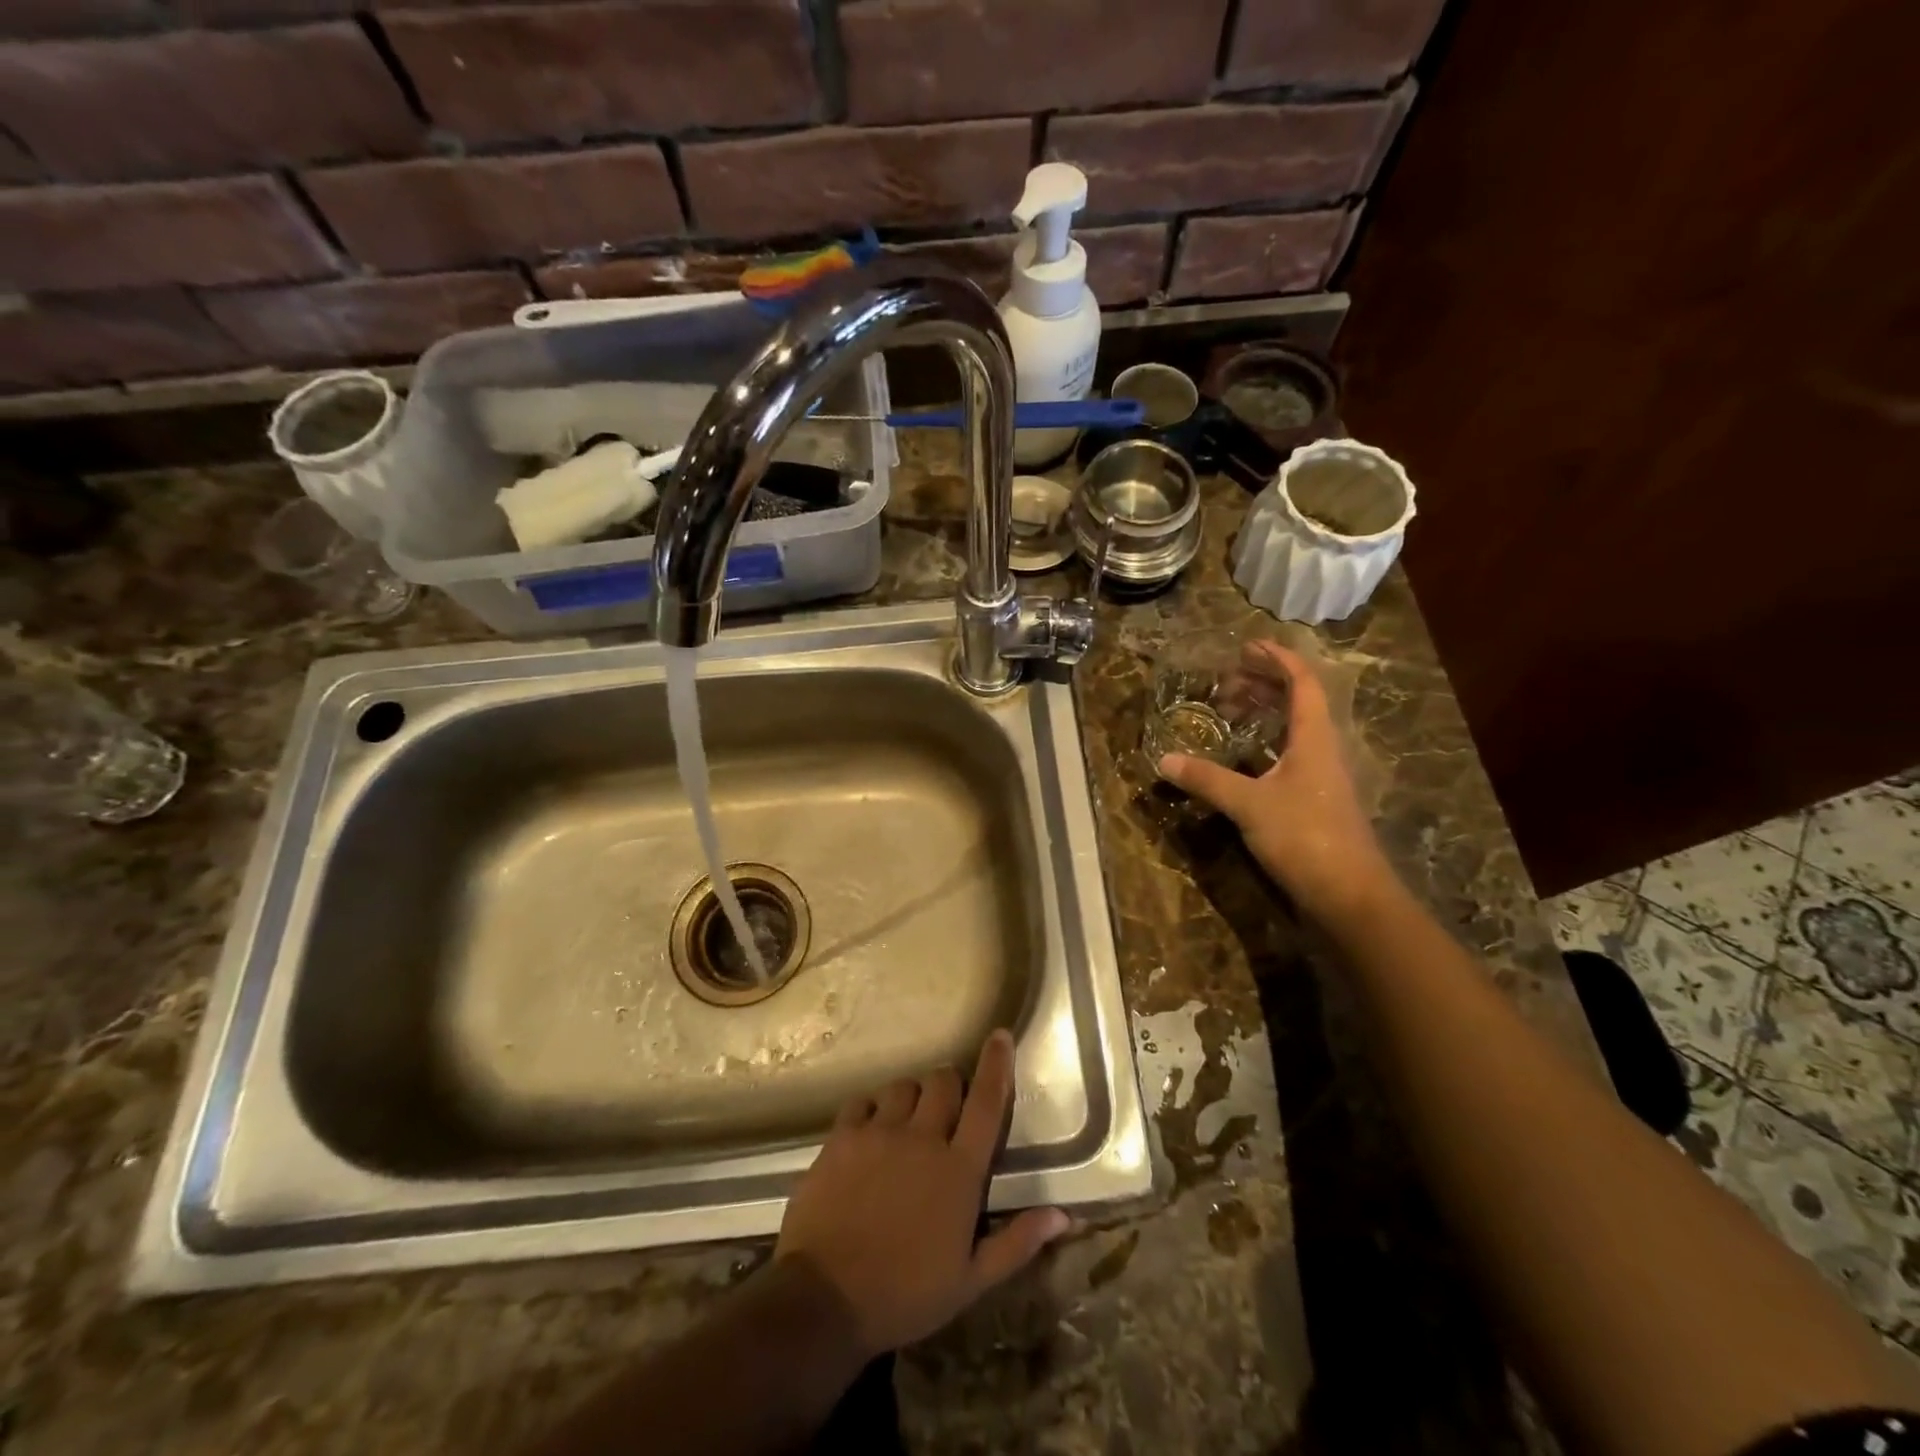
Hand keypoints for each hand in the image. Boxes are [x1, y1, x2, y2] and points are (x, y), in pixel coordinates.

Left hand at [774, 1029, 1069, 1358]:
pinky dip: (873, 1109)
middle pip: (943, 1081)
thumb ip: (1017, 1242)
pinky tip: (871, 1131)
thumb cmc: (905, 1295)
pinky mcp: (842, 1137)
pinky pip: (863, 1101)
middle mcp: (922, 1138)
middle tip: (948, 1111)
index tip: (1000, 1036)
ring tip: (908, 1123)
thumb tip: (1063, 1214)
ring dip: (913, 1097)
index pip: (986, 1102)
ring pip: (904, 1086)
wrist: (824, 1300)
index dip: (996, 1064)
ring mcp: (879, 1133)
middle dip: (951, 1086)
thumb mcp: (970, 1281)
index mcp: (959, 1171)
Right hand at [1158, 640, 1396, 924]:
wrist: (1350, 895)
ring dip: (1264, 715)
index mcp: (1314, 738)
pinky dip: (1264, 746)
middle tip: (1226, 681)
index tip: (1247, 646)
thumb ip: (1207, 780)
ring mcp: (1321, 778)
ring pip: (1294, 731)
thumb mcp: (1249, 804)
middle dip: (1264, 685)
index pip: (1302, 683)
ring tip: (1229, 712)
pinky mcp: (1315, 802)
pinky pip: (1288, 757)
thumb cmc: (1305, 837)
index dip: (1278, 659)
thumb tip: (1165, 759)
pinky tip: (1240, 758)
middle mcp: (1322, 750)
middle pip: (1299, 703)